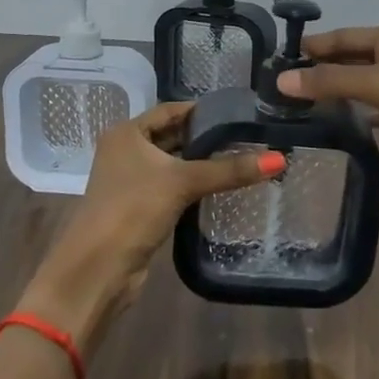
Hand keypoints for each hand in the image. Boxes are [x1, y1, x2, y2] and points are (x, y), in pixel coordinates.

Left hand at [18, 102, 283, 350]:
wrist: (99, 268)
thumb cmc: (134, 209)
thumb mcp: (183, 182)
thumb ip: (229, 169)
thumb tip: (279, 160)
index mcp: (126, 133)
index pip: (170, 110)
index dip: (202, 110)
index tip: (238, 112)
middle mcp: (125, 151)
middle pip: (172, 136)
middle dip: (205, 137)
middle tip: (247, 136)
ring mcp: (130, 180)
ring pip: (172, 163)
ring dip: (200, 163)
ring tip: (242, 158)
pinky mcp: (138, 207)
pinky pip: (171, 187)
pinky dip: (192, 184)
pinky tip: (220, 186)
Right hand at [277, 23, 378, 210]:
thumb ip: (331, 81)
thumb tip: (280, 80)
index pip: (346, 36)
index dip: (314, 45)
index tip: (276, 55)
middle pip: (349, 59)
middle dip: (317, 68)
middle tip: (274, 81)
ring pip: (355, 85)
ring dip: (327, 91)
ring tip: (286, 99)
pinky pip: (363, 109)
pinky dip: (343, 112)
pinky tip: (317, 118)